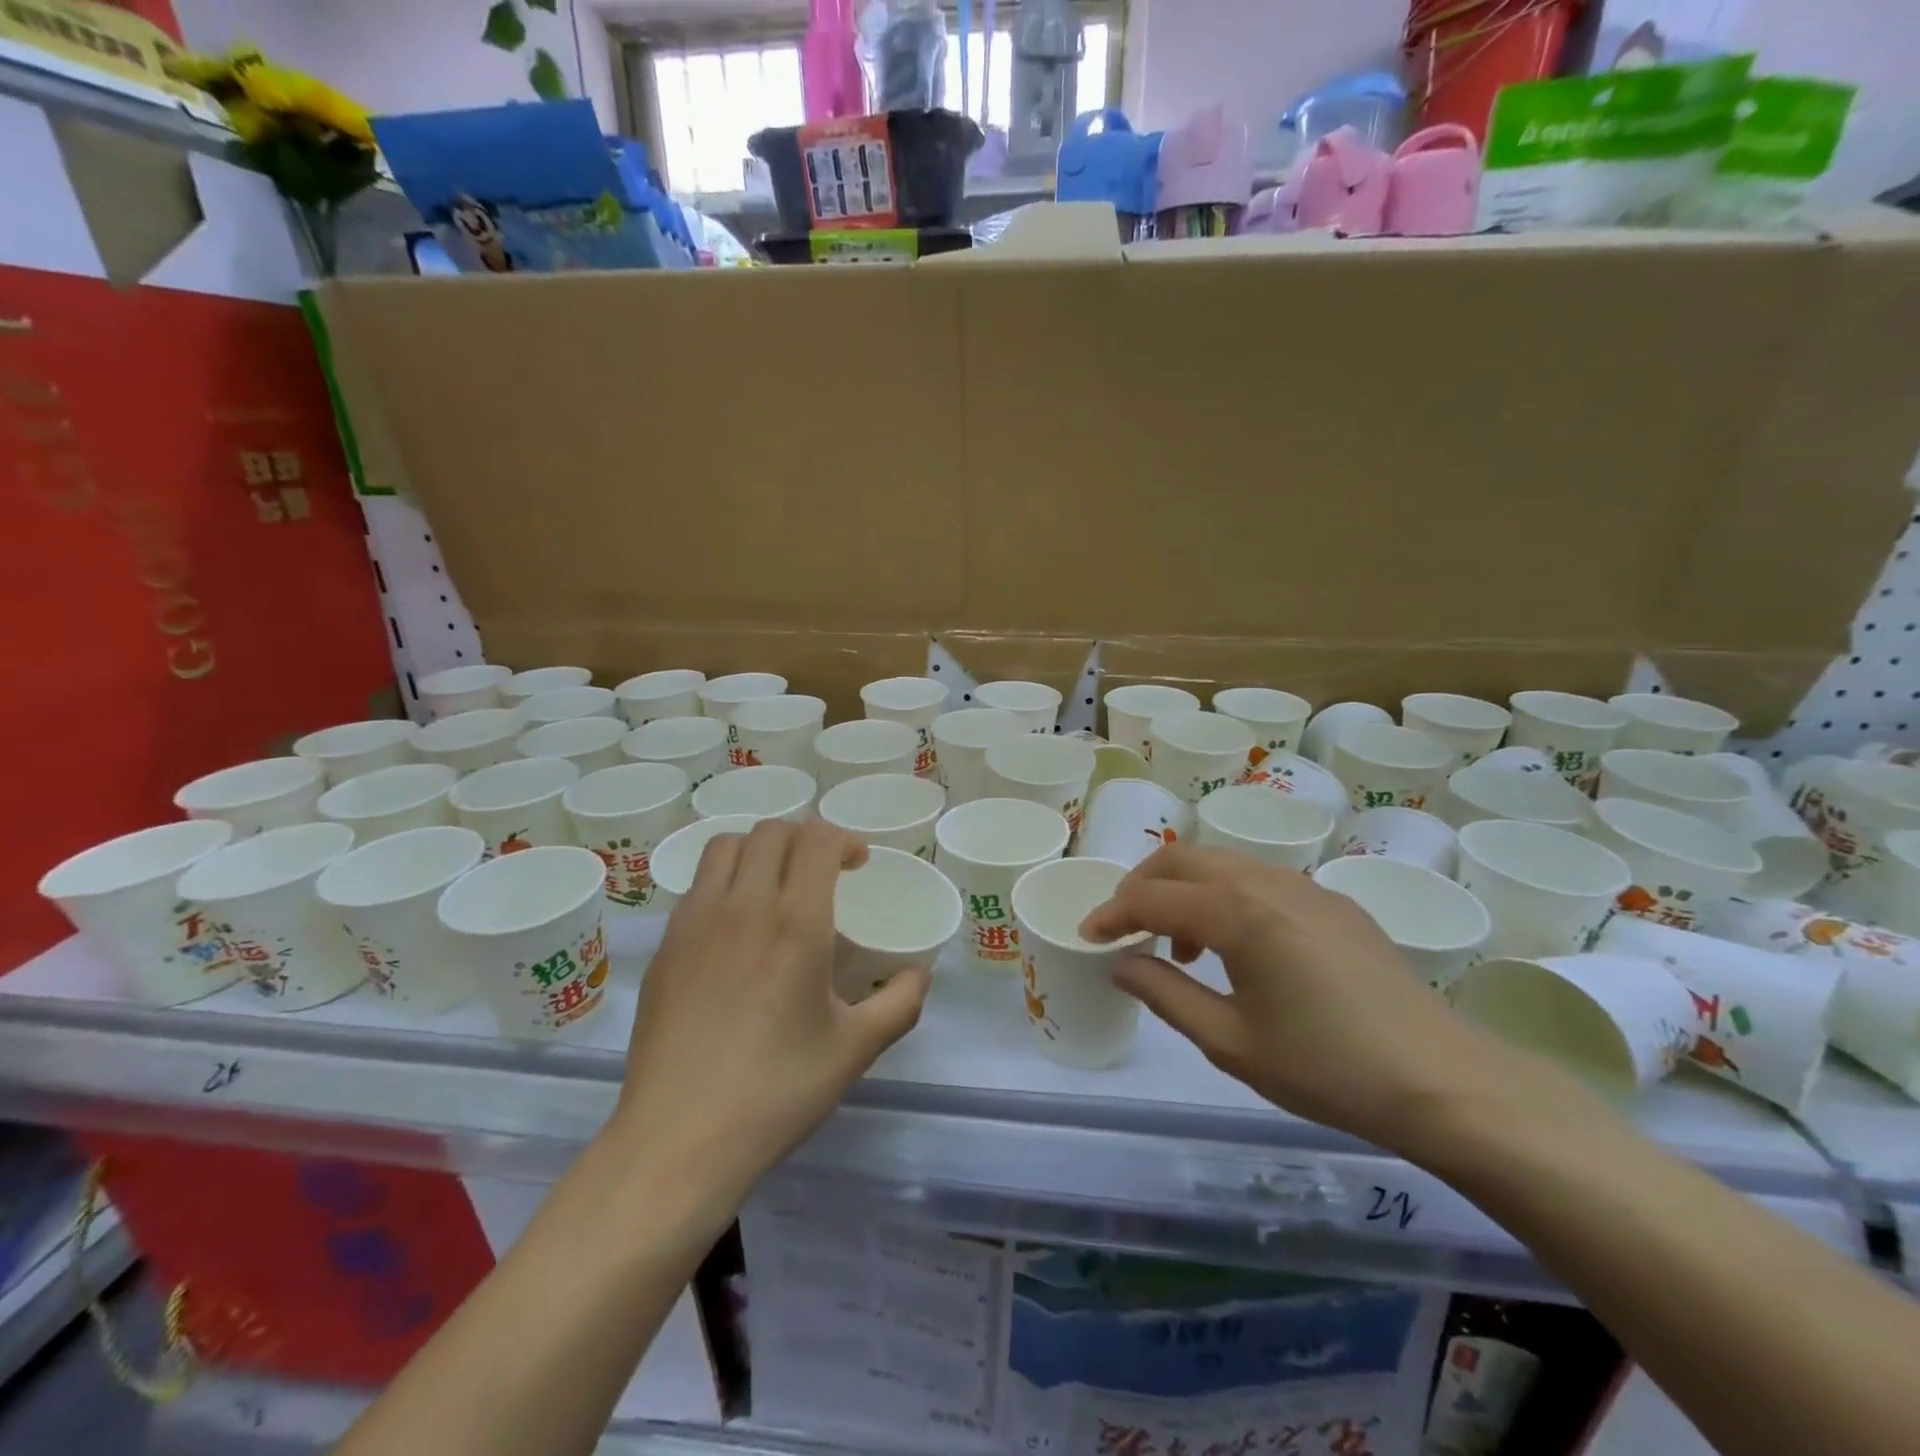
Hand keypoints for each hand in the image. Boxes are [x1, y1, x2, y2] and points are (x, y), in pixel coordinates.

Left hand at [611, 819, 930, 1195]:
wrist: (680, 1138)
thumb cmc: (776, 1091)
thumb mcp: (855, 1049)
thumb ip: (899, 1003)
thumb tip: (920, 974)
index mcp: (795, 922)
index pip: (816, 839)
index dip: (843, 839)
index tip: (857, 865)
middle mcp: (742, 906)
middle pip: (771, 832)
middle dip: (804, 839)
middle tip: (822, 872)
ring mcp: (694, 922)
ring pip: (725, 847)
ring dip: (759, 850)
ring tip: (775, 885)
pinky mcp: (665, 946)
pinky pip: (697, 886)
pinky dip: (724, 881)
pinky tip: (736, 928)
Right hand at [1079, 844, 1502, 1153]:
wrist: (1442, 1081)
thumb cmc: (1325, 1066)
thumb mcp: (1229, 1042)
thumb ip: (1165, 994)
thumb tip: (1122, 965)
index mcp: (1238, 912)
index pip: (1152, 897)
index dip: (1112, 914)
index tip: (1088, 936)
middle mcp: (1267, 882)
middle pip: (1183, 859)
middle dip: (1142, 885)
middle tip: (1124, 927)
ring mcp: (1305, 887)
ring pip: (1222, 864)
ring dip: (1185, 890)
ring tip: (1181, 946)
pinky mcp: (1332, 903)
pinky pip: (1260, 880)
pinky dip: (1226, 897)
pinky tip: (1238, 946)